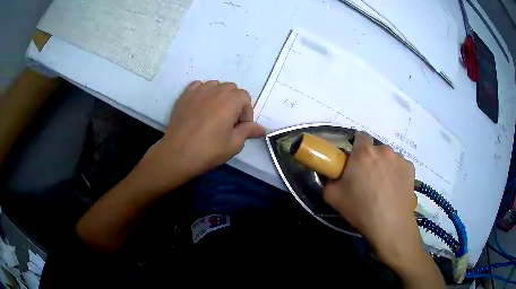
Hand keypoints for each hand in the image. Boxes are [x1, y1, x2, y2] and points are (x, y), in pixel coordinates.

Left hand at [146, 80, 264, 189]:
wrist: (177, 154)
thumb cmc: (208, 150)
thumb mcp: (234, 144)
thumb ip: (248, 131)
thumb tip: (262, 128)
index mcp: (230, 101)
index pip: (246, 97)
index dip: (246, 113)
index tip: (239, 128)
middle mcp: (215, 90)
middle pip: (232, 88)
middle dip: (234, 103)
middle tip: (228, 122)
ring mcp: (198, 91)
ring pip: (216, 85)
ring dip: (219, 96)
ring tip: (214, 113)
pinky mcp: (185, 95)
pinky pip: (199, 85)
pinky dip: (203, 92)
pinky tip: (200, 107)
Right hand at [323, 132, 420, 267]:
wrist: (390, 225)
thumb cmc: (361, 209)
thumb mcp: (332, 197)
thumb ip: (329, 180)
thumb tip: (334, 175)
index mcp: (363, 153)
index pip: (360, 136)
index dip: (356, 146)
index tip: (354, 161)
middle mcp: (383, 150)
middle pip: (375, 149)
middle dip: (370, 159)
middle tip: (367, 179)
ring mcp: (399, 158)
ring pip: (389, 157)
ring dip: (384, 166)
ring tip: (383, 187)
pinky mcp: (411, 168)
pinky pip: (400, 166)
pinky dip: (396, 173)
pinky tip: (394, 189)